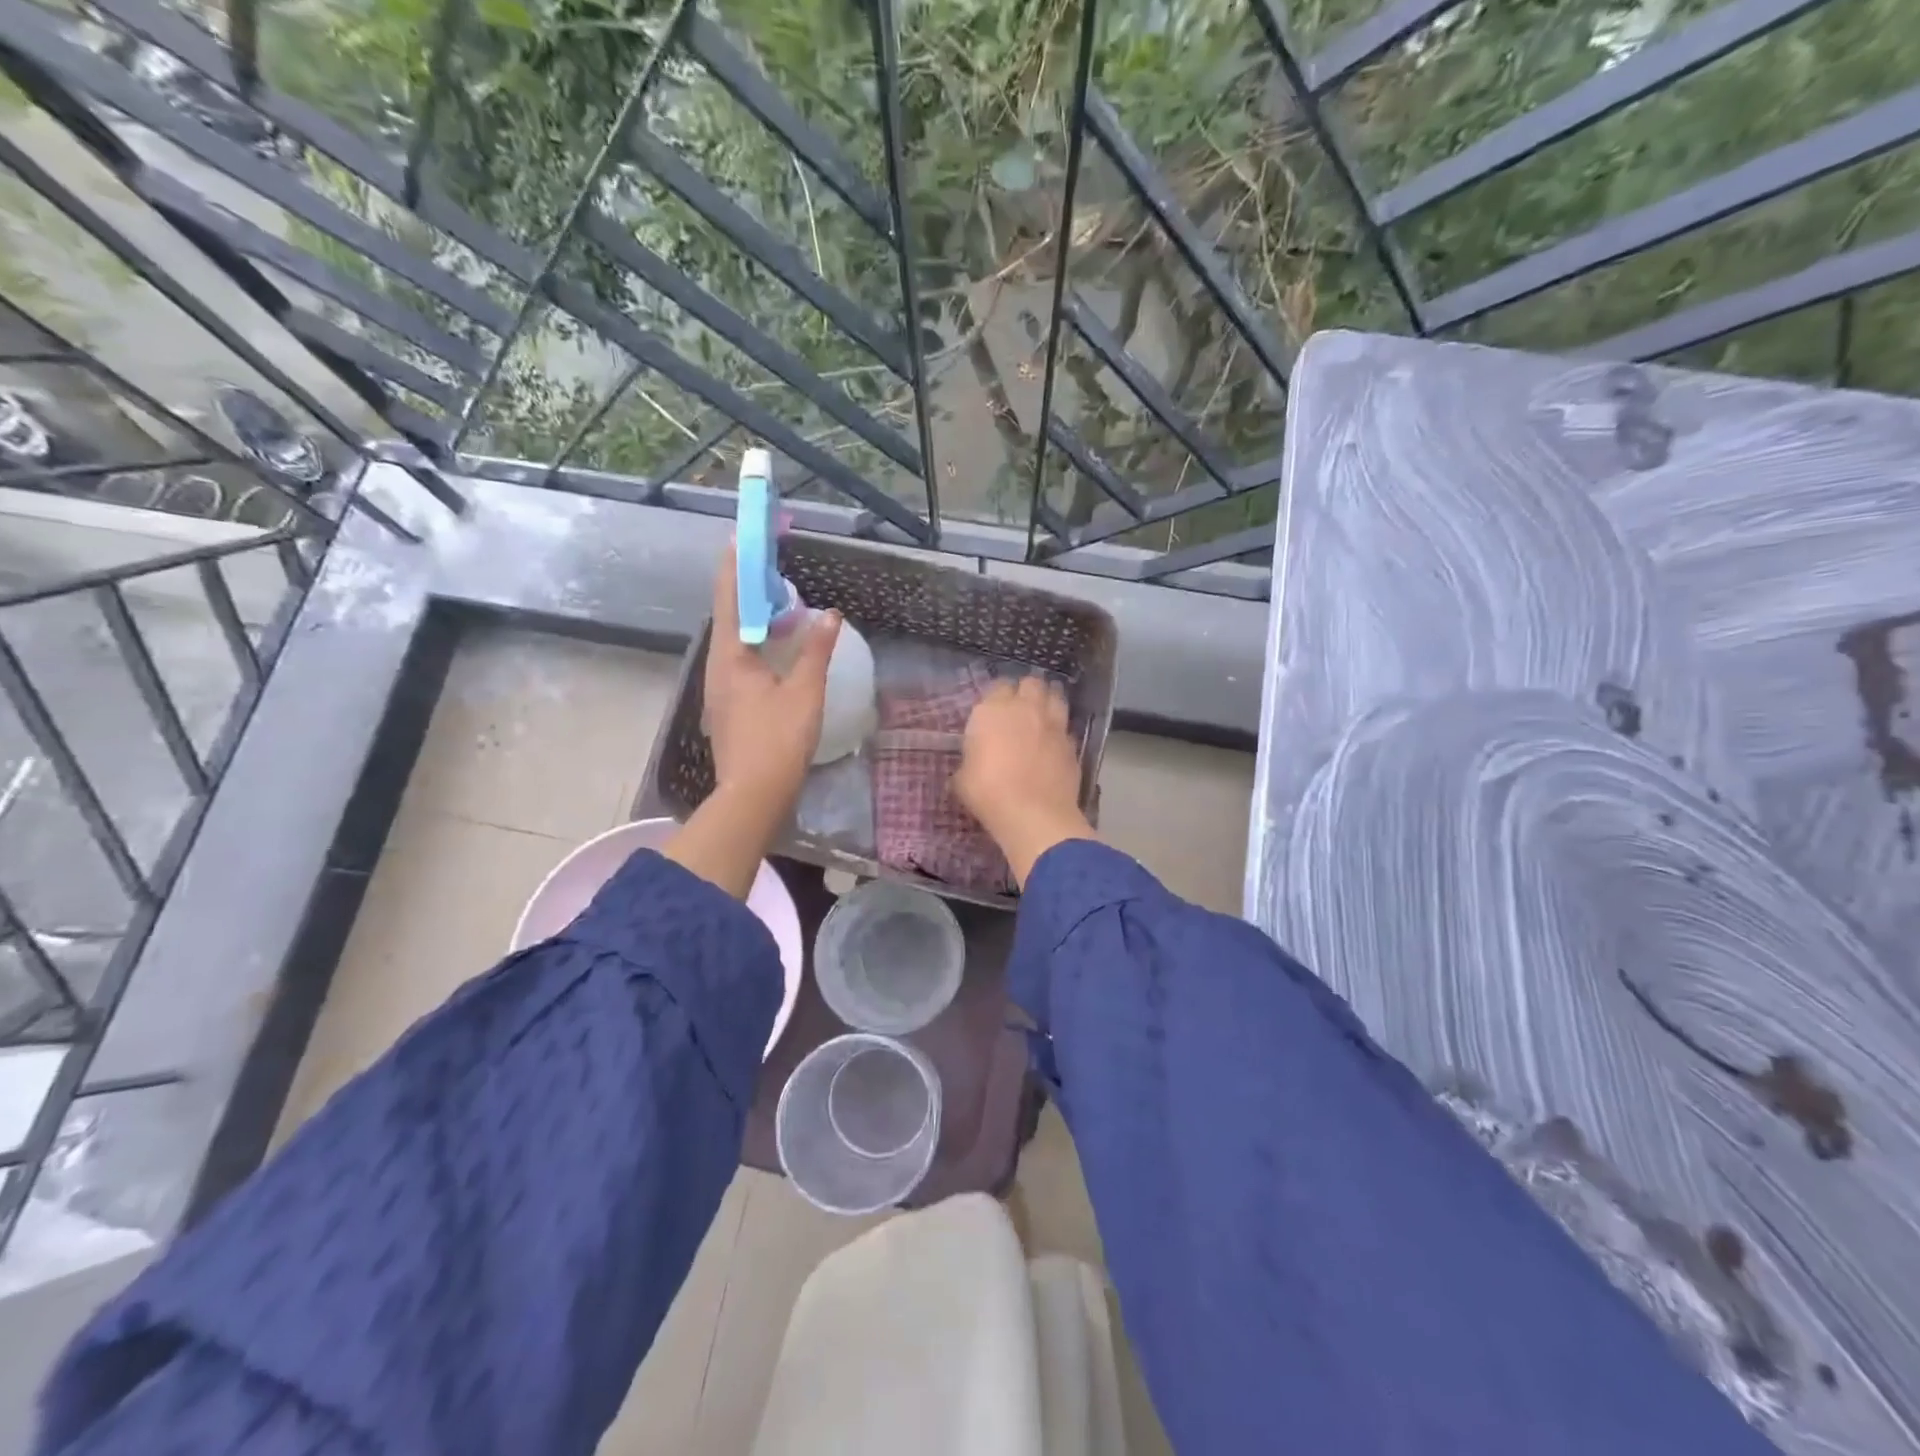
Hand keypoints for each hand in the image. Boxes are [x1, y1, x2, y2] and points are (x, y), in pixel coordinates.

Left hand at [667, 550, 840, 899]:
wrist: (754, 795)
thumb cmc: (778, 740)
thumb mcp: (805, 692)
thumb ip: (817, 650)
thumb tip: (830, 615)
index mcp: (731, 656)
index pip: (730, 597)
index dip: (737, 564)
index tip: (743, 536)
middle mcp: (719, 666)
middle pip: (730, 615)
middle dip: (748, 588)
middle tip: (772, 567)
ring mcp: (721, 688)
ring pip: (737, 639)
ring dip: (756, 617)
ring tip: (781, 602)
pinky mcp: (731, 705)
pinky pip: (743, 660)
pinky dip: (760, 643)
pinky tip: (780, 648)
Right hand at [954, 675, 1094, 885]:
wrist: (1033, 814)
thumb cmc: (988, 793)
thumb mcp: (963, 778)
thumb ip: (970, 759)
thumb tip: (974, 761)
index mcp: (993, 710)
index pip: (998, 686)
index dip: (997, 697)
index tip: (993, 712)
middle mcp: (1025, 709)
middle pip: (1031, 683)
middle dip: (1026, 691)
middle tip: (1020, 709)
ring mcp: (1053, 724)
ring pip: (1055, 696)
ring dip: (1048, 702)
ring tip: (1041, 716)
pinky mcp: (1072, 744)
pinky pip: (1066, 728)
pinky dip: (1060, 731)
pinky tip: (1054, 744)